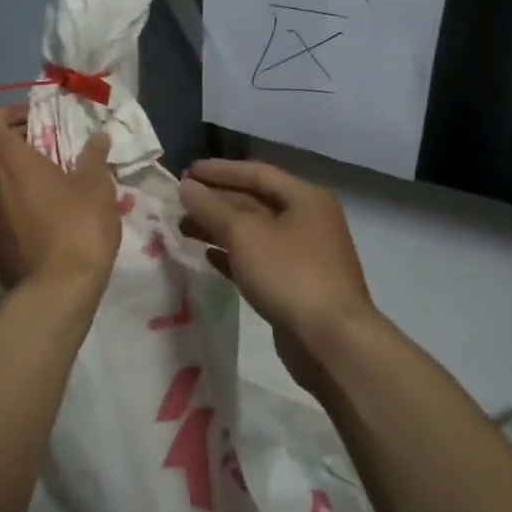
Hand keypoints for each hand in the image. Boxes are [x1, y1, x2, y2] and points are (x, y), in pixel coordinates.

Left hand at [0, 105, 120, 293]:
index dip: (9, 113)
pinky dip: (8, 203)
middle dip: (12, 142)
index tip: (37, 121)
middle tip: (45, 148)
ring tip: (44, 183)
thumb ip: (94, 157)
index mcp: (6, 159)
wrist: (55, 292)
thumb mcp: (96, 186)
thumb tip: (98, 137)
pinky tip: (37, 217)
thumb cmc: (77, 227)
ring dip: (10, 174)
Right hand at [178, 158, 380, 388]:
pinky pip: (259, 261)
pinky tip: (207, 257)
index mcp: (305, 198)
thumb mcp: (244, 234)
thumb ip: (211, 207)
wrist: (331, 341)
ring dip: (220, 228)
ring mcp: (305, 255)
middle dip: (217, 200)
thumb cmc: (289, 274)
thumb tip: (186, 186)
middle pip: (256, 202)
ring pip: (255, 233)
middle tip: (180, 201)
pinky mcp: (296, 286)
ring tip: (184, 228)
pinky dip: (233, 256)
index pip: (257, 172)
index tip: (187, 171)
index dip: (220, 170)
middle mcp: (309, 221)